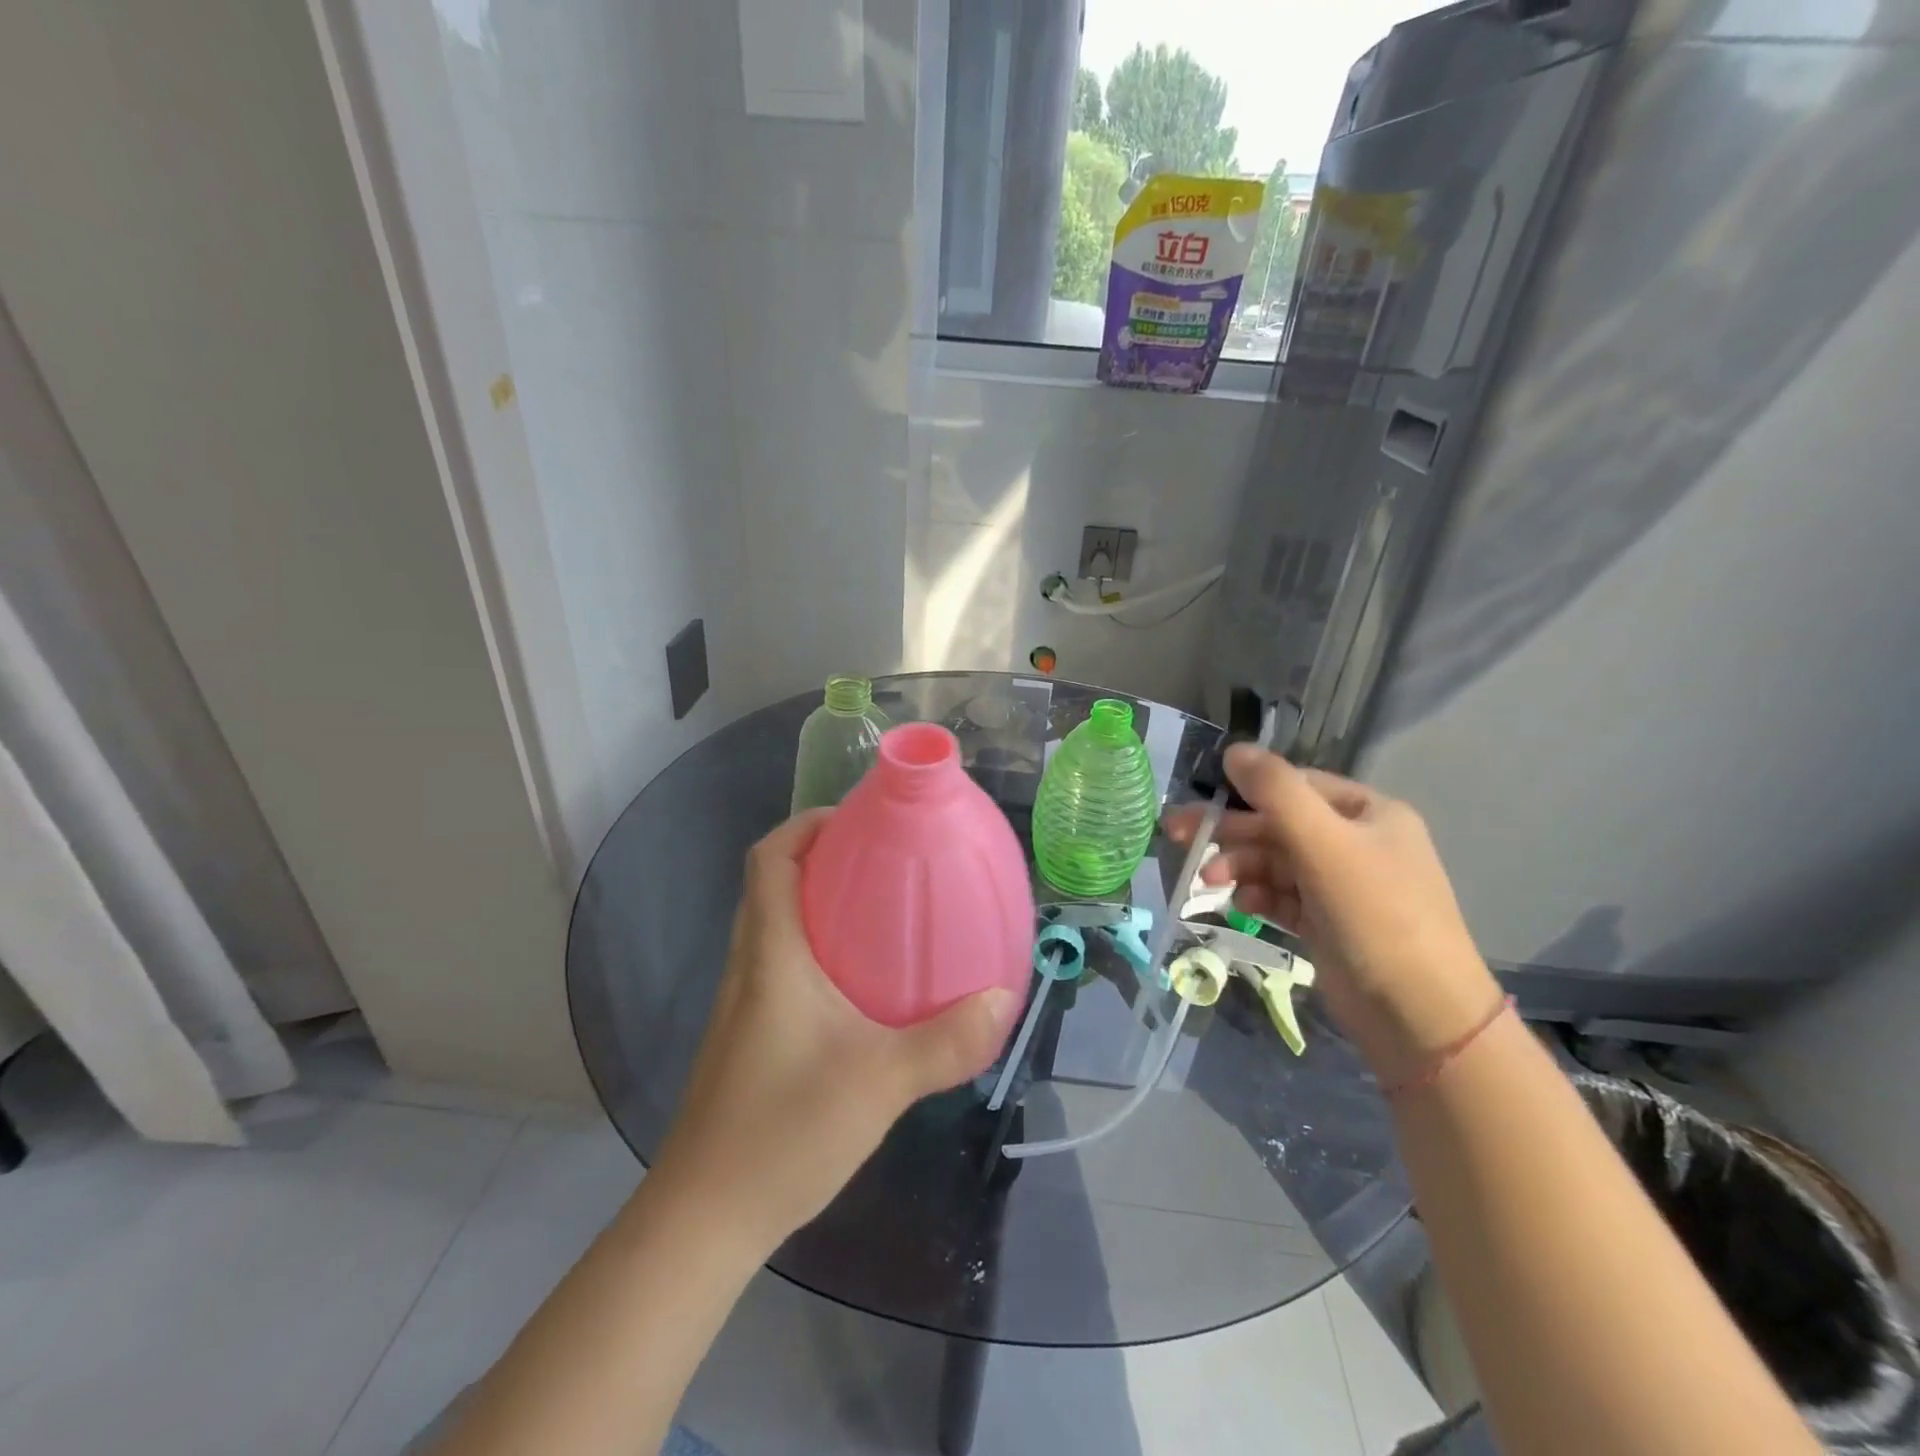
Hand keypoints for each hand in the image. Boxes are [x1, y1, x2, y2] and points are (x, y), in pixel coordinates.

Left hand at [651, 811, 1020, 1253]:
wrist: (705, 1218)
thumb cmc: (782, 1132)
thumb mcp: (879, 1083)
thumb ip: (945, 1040)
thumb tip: (1002, 997)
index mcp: (770, 954)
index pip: (769, 858)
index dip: (805, 824)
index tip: (857, 819)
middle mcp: (750, 965)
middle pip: (773, 883)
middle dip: (823, 857)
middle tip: (885, 859)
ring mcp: (745, 1002)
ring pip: (776, 924)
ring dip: (820, 902)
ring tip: (882, 910)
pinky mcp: (749, 1034)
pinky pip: (782, 964)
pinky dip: (818, 948)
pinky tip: (864, 985)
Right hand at [1166, 745, 1499, 1082]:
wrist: (1419, 1015)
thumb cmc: (1375, 915)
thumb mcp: (1324, 842)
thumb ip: (1276, 791)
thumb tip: (1233, 750)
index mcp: (1367, 813)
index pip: (1295, 786)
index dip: (1246, 791)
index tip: (1201, 801)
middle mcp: (1356, 843)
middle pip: (1279, 825)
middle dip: (1231, 833)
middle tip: (1177, 836)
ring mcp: (1342, 886)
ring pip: (1276, 862)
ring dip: (1240, 867)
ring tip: (1209, 882)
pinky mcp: (1328, 923)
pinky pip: (1282, 896)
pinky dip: (1258, 896)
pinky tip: (1240, 904)